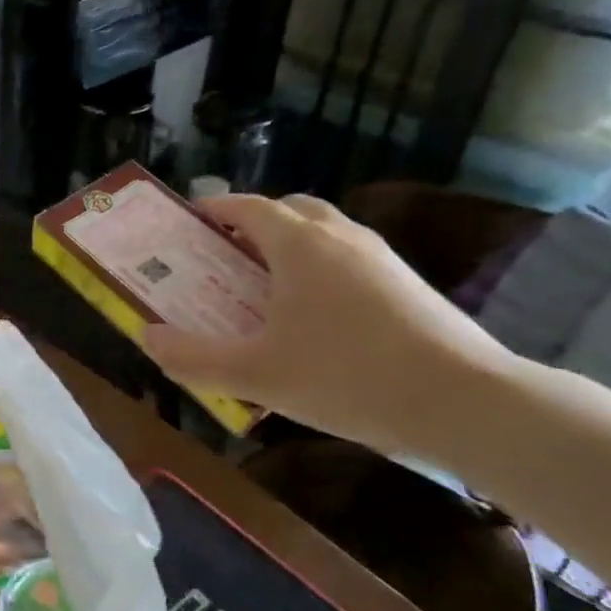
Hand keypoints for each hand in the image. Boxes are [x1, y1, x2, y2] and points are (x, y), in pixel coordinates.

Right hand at [144, 194, 517, 456]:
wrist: (462, 402)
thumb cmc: (346, 377)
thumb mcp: (255, 374)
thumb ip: (193, 357)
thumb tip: (147, 337)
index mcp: (299, 244)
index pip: (249, 207)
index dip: (215, 210)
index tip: (190, 223)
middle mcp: (341, 237)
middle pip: (290, 212)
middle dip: (254, 225)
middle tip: (227, 259)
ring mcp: (381, 258)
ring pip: (325, 235)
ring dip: (291, 249)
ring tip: (268, 291)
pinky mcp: (408, 285)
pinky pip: (351, 261)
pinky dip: (323, 272)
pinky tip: (318, 321)